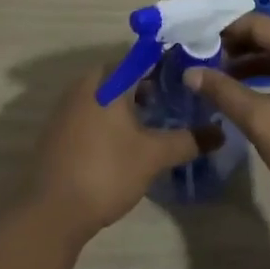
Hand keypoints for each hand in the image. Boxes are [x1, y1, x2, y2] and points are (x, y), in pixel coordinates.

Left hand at [25, 63, 215, 244]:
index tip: (191, 72)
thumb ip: (187, 140)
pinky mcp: (59, 129)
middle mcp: (86, 83)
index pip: (144, 55)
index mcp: (108, 79)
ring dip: (132, 103)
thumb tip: (220, 132)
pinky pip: (93, 110)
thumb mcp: (153, 156)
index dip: (169, 61)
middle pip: (126, 74)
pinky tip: (128, 140)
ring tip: (158, 121)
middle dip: (152, 84)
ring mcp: (68, 105)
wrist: (50, 213)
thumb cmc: (105, 172)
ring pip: (108, 93)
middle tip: (178, 100)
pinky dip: (113, 117)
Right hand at [187, 14, 269, 230]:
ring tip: (217, 77)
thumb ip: (225, 92)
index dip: (225, 31)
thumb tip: (190, 72)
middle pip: (269, 36)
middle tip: (202, 59)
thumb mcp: (262, 121)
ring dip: (249, 63)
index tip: (195, 42)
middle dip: (235, 46)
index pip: (258, 24)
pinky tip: (246, 93)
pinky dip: (266, 76)